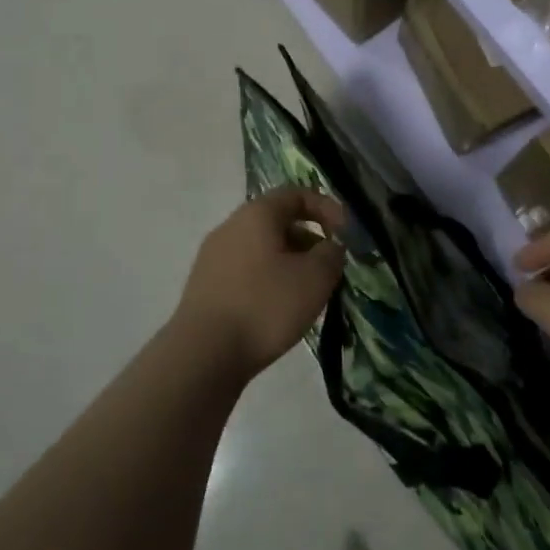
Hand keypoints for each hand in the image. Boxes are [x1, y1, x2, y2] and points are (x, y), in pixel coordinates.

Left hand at [176, 187, 347, 381]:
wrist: (203, 354)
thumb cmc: (264, 306)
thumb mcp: (315, 278)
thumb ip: (331, 254)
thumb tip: (330, 247)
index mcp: (256, 214)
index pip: (296, 194)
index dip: (326, 207)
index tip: (347, 233)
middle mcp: (230, 227)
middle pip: (277, 221)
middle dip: (309, 239)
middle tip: (330, 267)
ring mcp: (213, 257)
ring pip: (262, 249)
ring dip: (290, 262)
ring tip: (308, 293)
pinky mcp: (206, 286)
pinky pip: (246, 271)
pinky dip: (269, 280)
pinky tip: (279, 310)